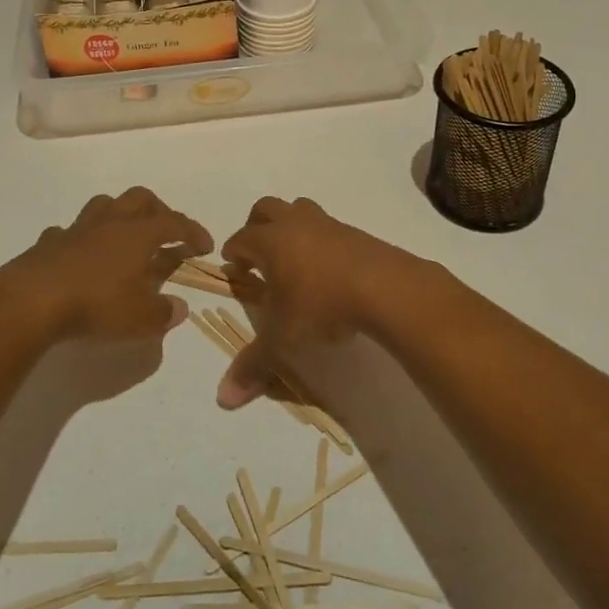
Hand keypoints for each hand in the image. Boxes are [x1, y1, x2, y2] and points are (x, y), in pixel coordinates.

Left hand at [0, 188, 211, 342]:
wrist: (32, 300)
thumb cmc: (97, 304)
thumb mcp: (141, 318)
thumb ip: (164, 312)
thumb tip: (180, 308)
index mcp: (139, 234)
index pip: (175, 223)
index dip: (193, 232)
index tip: (205, 245)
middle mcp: (111, 222)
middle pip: (140, 199)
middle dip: (159, 210)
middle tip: (167, 232)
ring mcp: (77, 229)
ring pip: (104, 205)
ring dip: (119, 214)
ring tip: (125, 235)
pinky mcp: (49, 242)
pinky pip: (70, 231)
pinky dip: (81, 239)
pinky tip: (81, 255)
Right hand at [215, 196, 419, 408]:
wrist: (385, 288)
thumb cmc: (322, 305)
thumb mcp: (283, 340)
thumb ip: (253, 365)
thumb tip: (223, 400)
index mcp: (270, 242)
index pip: (241, 239)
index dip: (233, 253)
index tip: (233, 268)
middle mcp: (296, 224)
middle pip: (266, 209)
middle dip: (256, 226)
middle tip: (257, 253)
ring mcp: (328, 224)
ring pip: (300, 209)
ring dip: (290, 225)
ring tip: (292, 257)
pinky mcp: (356, 232)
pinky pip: (328, 227)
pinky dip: (319, 240)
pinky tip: (327, 268)